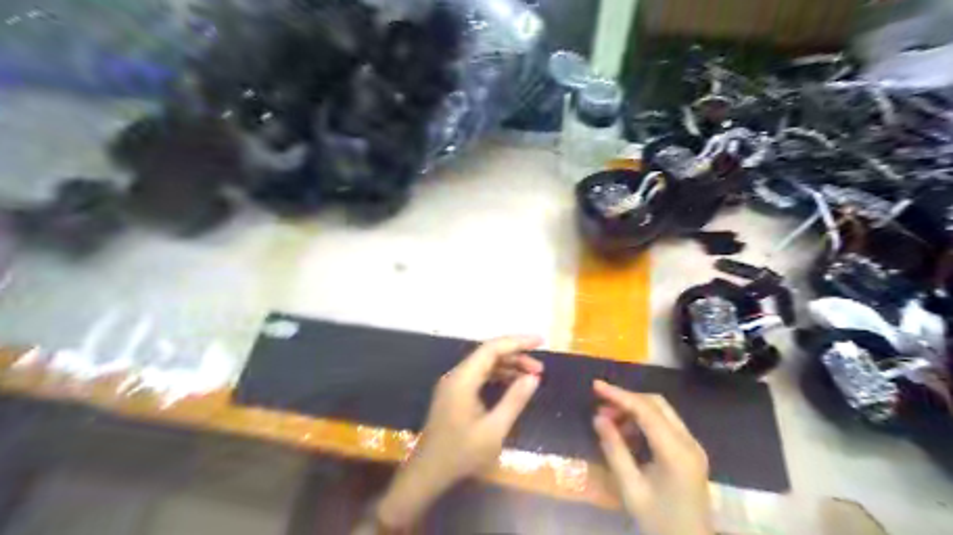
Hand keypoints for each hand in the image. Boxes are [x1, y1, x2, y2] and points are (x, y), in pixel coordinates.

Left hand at [377, 334, 543, 530]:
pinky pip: (478, 376)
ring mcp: (453, 384)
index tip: (540, 341)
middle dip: (515, 355)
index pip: (492, 348)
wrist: (428, 473)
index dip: (517, 342)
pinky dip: (497, 376)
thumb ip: (514, 400)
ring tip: (532, 375)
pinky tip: (512, 384)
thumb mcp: (494, 430)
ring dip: (508, 366)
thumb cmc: (461, 453)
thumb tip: (533, 377)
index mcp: (463, 379)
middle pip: (488, 354)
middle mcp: (456, 375)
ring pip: (484, 364)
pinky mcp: (454, 394)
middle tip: (540, 367)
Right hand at [594, 378, 709, 534]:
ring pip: (662, 411)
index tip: (596, 386)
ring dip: (635, 410)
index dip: (619, 395)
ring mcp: (693, 445)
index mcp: (676, 452)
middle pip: (657, 404)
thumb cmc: (659, 521)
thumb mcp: (631, 488)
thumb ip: (614, 450)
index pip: (646, 410)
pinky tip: (627, 434)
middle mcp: (689, 442)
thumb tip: (598, 418)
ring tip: (610, 422)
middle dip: (627, 399)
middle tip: (601, 407)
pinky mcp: (691, 451)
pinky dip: (644, 421)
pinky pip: (666, 424)